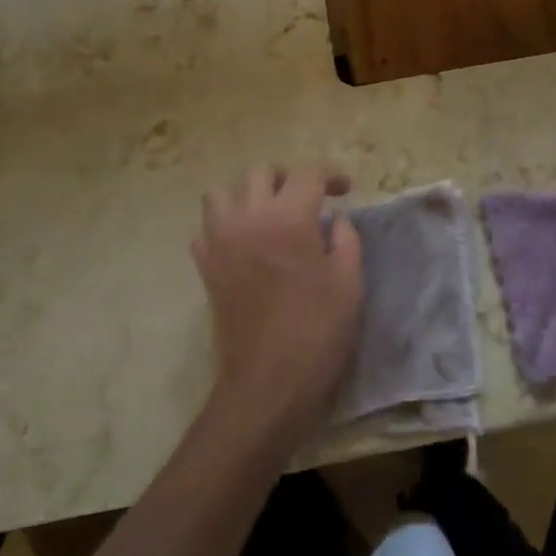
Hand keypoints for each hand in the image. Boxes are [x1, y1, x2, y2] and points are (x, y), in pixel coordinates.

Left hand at [191, 164, 361, 451]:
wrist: (268, 383)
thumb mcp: (350, 282)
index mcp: (289, 217)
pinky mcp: (206, 267)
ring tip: (269, 214)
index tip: (344, 189)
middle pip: (260, 172)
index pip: (308, 173)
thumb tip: (336, 221)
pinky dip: (225, 226)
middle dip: (287, 177)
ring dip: (248, 194)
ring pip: (223, 193)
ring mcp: (221, 241)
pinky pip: (207, 229)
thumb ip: (346, 240)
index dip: (330, 174)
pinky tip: (245, 243)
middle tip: (306, 198)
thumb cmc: (317, 331)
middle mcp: (249, 218)